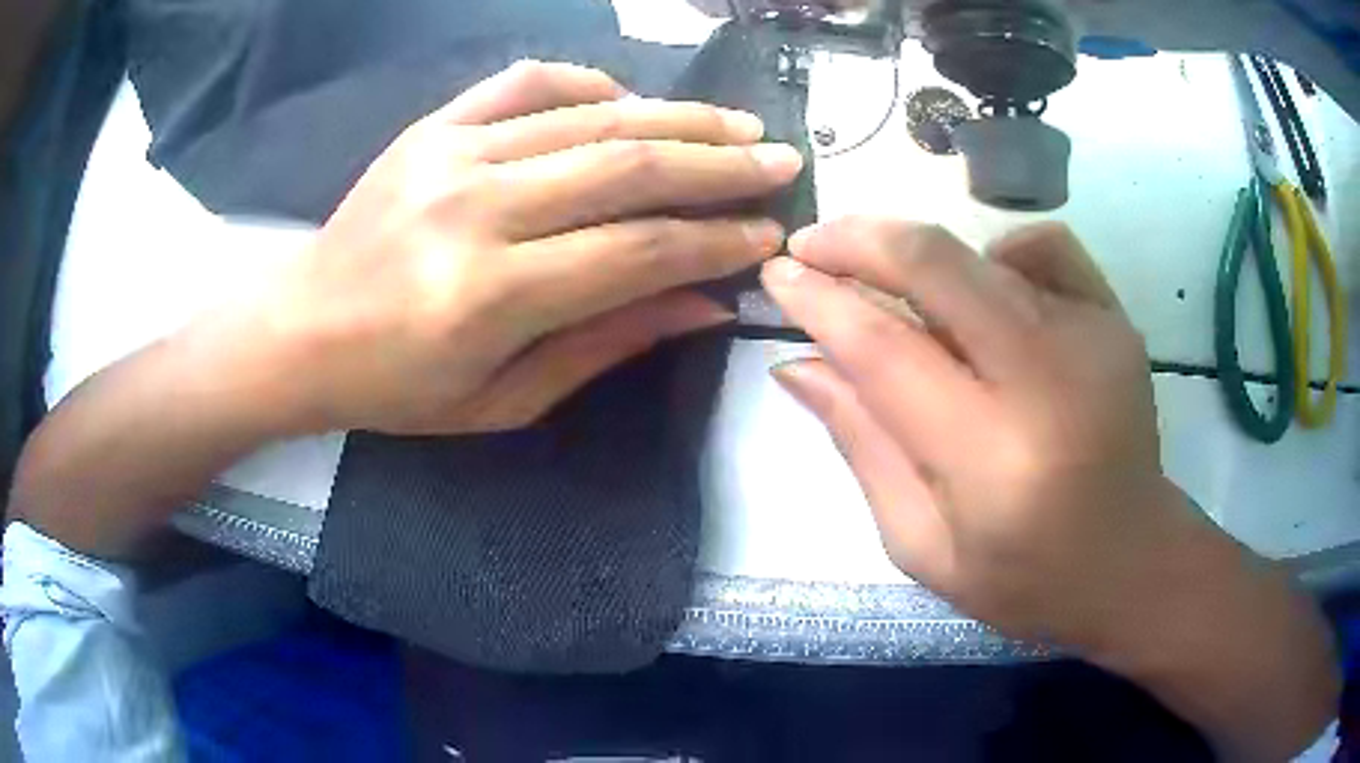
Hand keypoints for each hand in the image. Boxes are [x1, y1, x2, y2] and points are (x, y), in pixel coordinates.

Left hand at [262, 61, 801, 435]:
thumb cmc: (397, 387)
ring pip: (590, 118)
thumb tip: (703, 304)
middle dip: (720, 165)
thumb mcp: (502, 401)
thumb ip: (605, 345)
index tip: (767, 234)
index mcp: (491, 296)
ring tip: (735, 125)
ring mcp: (450, 155)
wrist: (303, 330)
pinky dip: (588, 83)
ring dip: (677, 118)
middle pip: (628, 168)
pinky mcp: (432, 127)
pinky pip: (526, 82)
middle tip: (780, 161)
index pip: (638, 252)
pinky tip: (627, 100)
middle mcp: (476, 210)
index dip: (715, 241)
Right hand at [761, 217, 1337, 758]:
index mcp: (991, 457)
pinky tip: (987, 291)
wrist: (1131, 560)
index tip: (777, 275)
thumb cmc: (1023, 576)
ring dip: (915, 252)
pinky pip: (1043, 245)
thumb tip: (798, 364)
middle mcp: (1047, 379)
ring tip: (885, 279)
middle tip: (812, 244)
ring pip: (980, 251)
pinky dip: (996, 253)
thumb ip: (861, 445)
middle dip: (858, 239)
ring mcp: (1092, 335)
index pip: (884, 349)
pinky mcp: (1116, 317)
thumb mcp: (921, 543)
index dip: (819, 300)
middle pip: (936, 265)